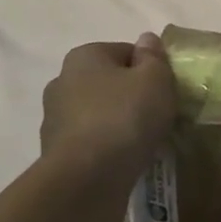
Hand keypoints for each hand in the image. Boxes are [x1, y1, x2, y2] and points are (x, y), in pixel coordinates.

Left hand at [40, 35, 177, 221]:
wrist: (86, 181)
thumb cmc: (124, 117)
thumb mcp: (155, 79)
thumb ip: (154, 56)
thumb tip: (146, 40)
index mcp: (83, 56)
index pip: (125, 52)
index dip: (149, 69)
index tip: (165, 90)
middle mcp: (62, 82)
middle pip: (109, 83)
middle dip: (131, 96)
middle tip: (158, 116)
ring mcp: (55, 121)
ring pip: (99, 115)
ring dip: (118, 124)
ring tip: (144, 143)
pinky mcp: (56, 156)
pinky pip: (91, 144)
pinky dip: (107, 149)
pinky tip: (125, 162)